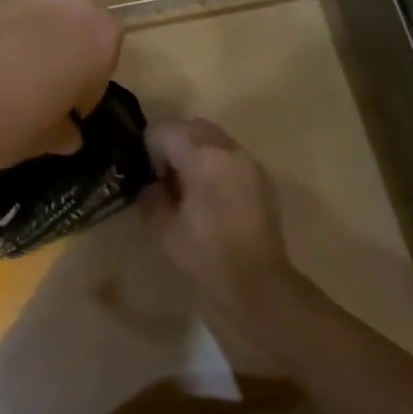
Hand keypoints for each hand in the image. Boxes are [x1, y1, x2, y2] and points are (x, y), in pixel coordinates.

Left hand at [0, 0, 121, 183]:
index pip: (102, 62)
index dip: (82, 89)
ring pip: (33, 3)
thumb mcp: (39, 142)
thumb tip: (68, 133)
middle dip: (59, 45)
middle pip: (72, 20)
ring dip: (24, 26)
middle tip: (29, 81)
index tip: (61, 110)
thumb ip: (63, 132)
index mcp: (98, 34)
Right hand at [141, 119, 300, 345]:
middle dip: (173, 145)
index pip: (164, 130)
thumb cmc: (205, 256)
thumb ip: (151, 196)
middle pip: (191, 127)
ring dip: (196, 153)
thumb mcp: (162, 228)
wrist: (257, 286)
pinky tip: (214, 201)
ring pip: (214, 139)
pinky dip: (216, 166)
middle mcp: (229, 149)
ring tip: (190, 190)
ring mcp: (250, 162)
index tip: (151, 181)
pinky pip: (231, 157)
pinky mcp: (263, 179)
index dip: (150, 151)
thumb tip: (152, 185)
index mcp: (203, 155)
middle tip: (167, 181)